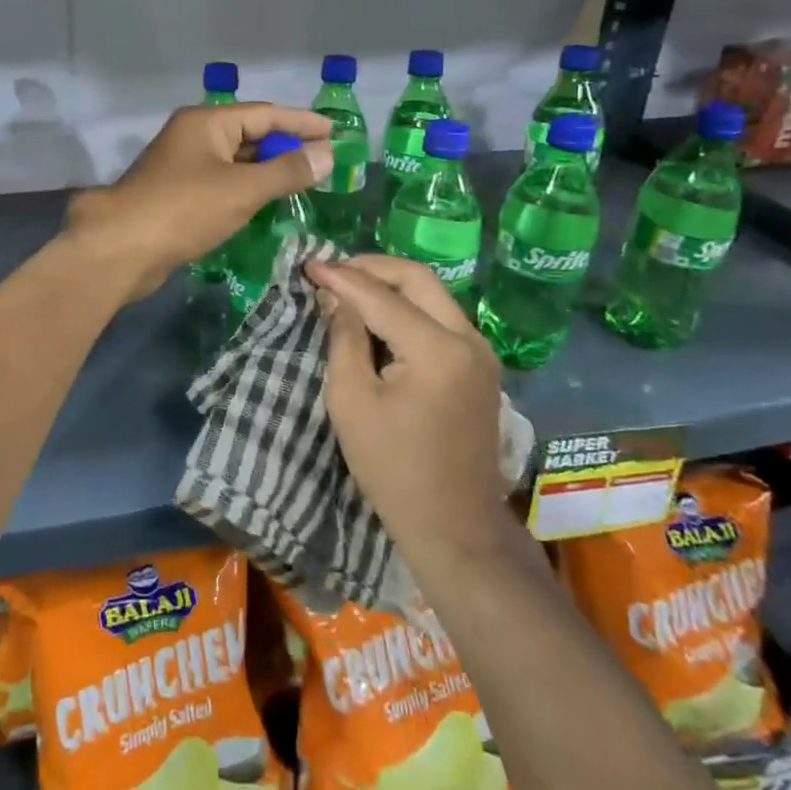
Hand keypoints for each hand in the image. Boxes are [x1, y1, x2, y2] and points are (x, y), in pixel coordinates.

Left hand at [63, 103, 332, 302]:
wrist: (122, 248)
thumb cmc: (185, 209)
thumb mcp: (243, 189)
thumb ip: (287, 171)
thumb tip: (327, 154)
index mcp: (206, 122)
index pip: (265, 114)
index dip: (302, 123)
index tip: (336, 133)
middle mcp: (193, 136)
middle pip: (250, 135)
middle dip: (286, 148)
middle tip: (325, 161)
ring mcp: (182, 166)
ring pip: (235, 162)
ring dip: (267, 171)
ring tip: (305, 181)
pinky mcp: (177, 194)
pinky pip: (222, 183)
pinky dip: (247, 190)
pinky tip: (268, 203)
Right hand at [307, 255, 521, 569]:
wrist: (454, 526)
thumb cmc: (393, 468)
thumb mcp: (351, 401)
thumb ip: (344, 339)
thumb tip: (335, 296)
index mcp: (437, 350)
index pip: (381, 297)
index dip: (341, 277)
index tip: (308, 264)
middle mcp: (469, 339)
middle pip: (418, 278)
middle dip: (372, 267)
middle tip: (332, 270)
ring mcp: (481, 351)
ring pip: (433, 293)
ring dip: (391, 284)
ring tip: (349, 287)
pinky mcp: (481, 365)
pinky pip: (442, 316)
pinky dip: (409, 306)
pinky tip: (379, 314)